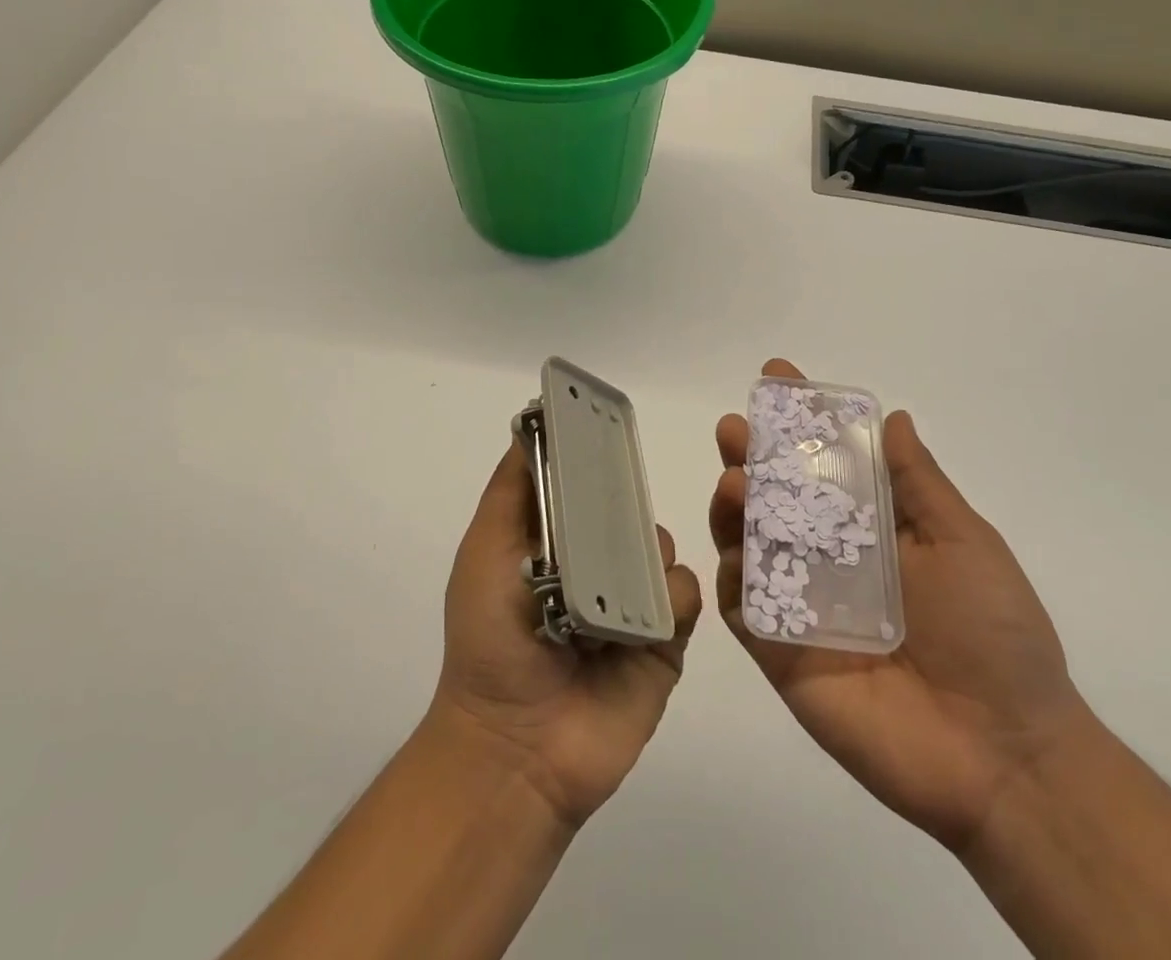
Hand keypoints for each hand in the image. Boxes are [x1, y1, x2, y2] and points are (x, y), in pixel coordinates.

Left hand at [430, 441, 702, 830]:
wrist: (518, 748)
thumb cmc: (493, 639)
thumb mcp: (487, 553)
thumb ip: (511, 491)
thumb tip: (529, 425)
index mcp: (558, 543)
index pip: (586, 484)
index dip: (595, 456)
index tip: (609, 423)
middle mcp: (598, 564)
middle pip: (628, 510)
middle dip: (628, 500)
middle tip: (619, 505)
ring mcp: (633, 601)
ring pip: (661, 547)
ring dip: (648, 551)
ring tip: (623, 577)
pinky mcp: (664, 639)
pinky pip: (684, 594)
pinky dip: (671, 596)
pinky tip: (647, 614)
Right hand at [710, 359, 1090, 852]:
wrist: (1004, 754)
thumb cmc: (994, 634)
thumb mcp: (964, 542)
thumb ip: (919, 484)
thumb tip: (894, 416)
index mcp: (871, 529)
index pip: (824, 463)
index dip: (800, 422)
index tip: (777, 378)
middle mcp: (829, 559)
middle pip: (775, 498)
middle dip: (750, 457)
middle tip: (734, 428)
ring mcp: (803, 606)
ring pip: (750, 546)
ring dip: (732, 509)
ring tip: (734, 480)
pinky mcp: (783, 655)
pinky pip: (744, 610)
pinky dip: (730, 579)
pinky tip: (732, 555)